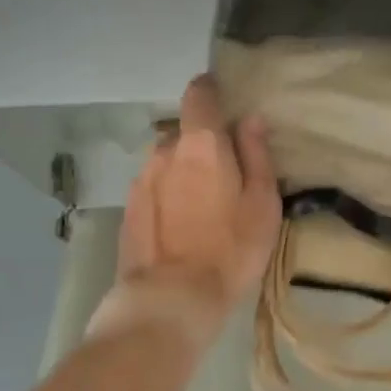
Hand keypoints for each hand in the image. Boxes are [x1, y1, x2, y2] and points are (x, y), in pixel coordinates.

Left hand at [105, 74, 280, 342]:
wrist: (169, 300)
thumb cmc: (229, 250)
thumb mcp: (262, 204)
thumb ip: (257, 155)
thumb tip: (250, 119)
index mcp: (202, 144)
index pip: (199, 94)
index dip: (211, 90)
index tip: (225, 102)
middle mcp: (165, 151)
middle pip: (185, 133)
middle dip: (202, 144)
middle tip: (225, 174)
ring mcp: (141, 179)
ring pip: (167, 161)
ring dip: (183, 171)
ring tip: (201, 205)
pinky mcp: (128, 208)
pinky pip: (153, 187)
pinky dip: (167, 194)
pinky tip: (181, 225)